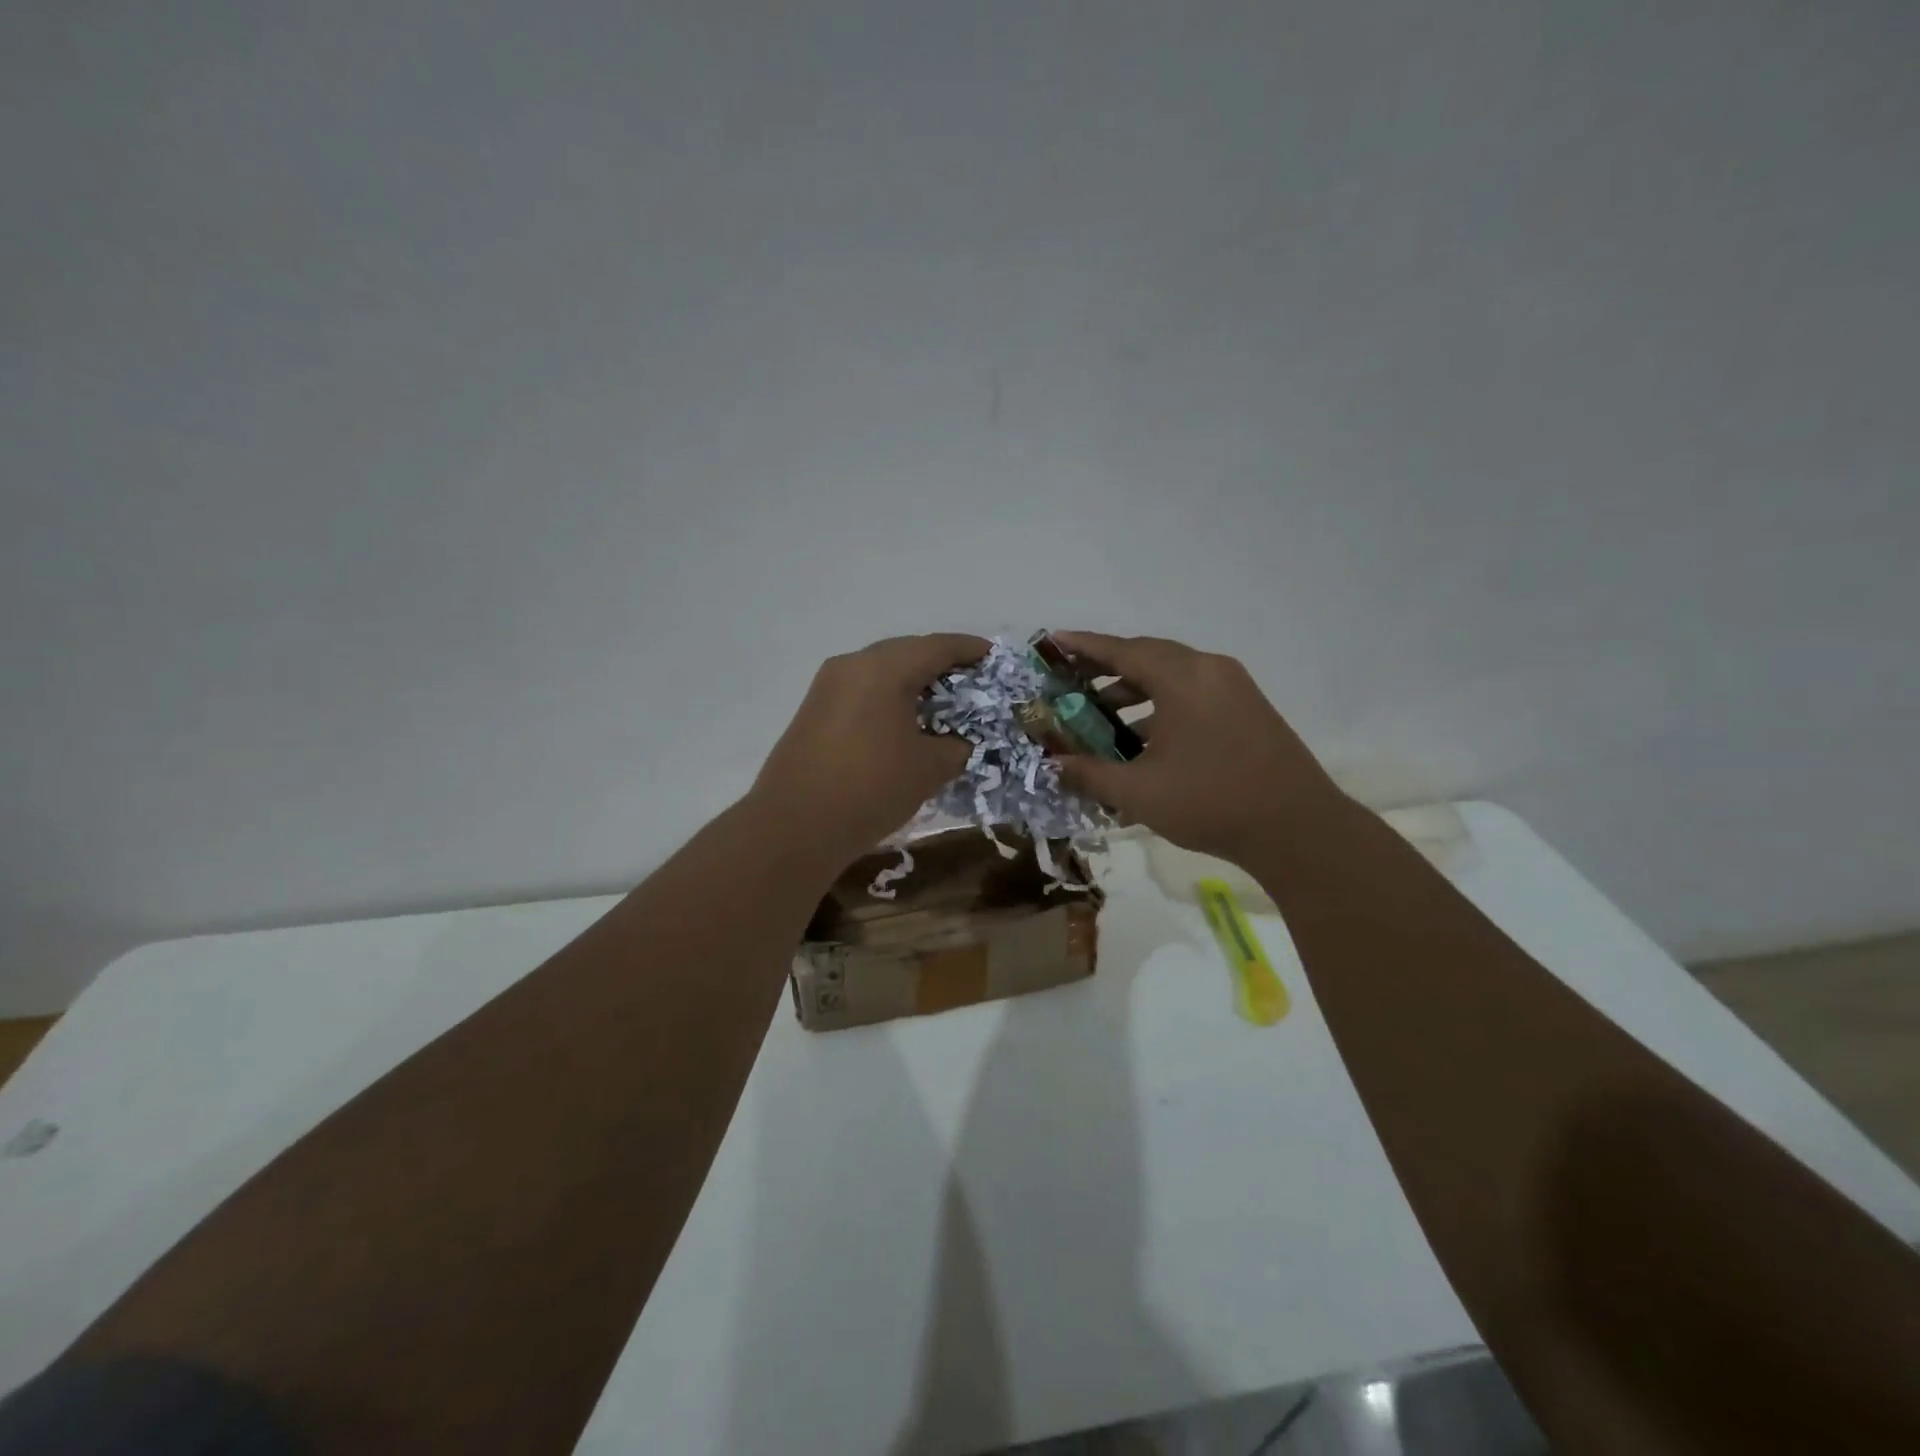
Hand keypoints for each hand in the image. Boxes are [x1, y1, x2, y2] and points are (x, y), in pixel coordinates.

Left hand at [749, 633, 986, 867]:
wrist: (795, 825)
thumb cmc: (871, 788)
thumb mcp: (929, 768)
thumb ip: (956, 746)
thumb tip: (959, 740)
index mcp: (884, 668)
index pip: (937, 646)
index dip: (970, 650)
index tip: (994, 657)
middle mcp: (853, 665)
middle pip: (907, 651)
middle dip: (941, 663)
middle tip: (972, 682)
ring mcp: (827, 685)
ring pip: (881, 670)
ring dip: (912, 681)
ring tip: (941, 702)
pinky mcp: (814, 709)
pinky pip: (861, 690)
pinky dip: (888, 696)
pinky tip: (904, 720)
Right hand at [1050, 632, 1350, 862]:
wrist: (1297, 828)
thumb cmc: (1210, 802)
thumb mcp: (1138, 792)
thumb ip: (1089, 773)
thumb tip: (1052, 765)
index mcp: (1182, 678)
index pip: (1122, 651)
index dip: (1084, 646)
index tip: (1054, 640)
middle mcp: (1209, 670)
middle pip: (1148, 656)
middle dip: (1106, 666)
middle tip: (1071, 677)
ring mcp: (1234, 688)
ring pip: (1173, 675)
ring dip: (1134, 689)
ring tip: (1101, 713)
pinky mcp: (1247, 708)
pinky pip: (1193, 692)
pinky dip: (1162, 704)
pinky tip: (1143, 737)